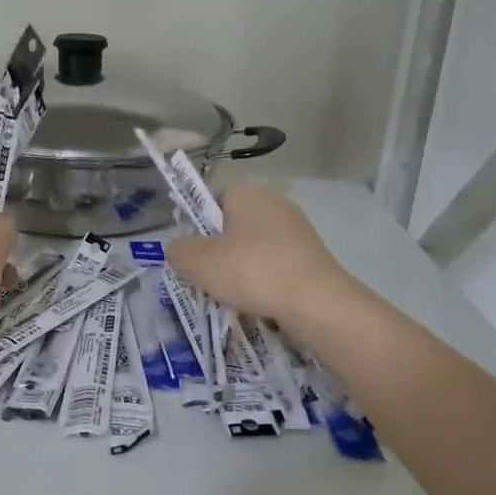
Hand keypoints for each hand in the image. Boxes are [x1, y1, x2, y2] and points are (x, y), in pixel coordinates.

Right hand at [164, 185, 346, 321]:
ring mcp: (297, 228)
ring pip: (253, 247)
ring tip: (233, 296)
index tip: (191, 255)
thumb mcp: (197, 262)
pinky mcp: (313, 255)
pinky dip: (264, 280)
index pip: (208, 200)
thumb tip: (180, 250)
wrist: (316, 302)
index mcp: (246, 192)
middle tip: (207, 279)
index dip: (195, 227)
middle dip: (217, 251)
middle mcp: (274, 201)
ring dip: (240, 269)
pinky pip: (275, 264)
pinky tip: (260, 301)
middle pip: (231, 226)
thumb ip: (178, 251)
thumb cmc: (251, 271)